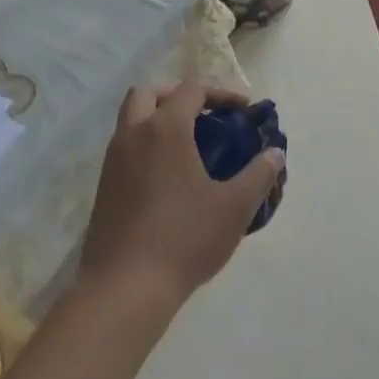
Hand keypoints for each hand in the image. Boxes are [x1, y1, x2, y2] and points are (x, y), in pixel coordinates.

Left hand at [80, 81, 282, 314]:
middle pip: (148, 93)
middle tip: (204, 114)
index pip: (191, 89)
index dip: (220, 93)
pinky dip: (146, 145)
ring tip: (190, 145)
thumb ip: (259, 174)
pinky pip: (125, 148)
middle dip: (177, 95)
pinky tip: (169, 177)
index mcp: (165, 129)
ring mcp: (112, 162)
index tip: (243, 110)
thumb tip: (275, 154)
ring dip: (158, 119)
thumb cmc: (184, 239)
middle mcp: (133, 136)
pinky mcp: (103, 188)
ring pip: (131, 120)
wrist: (124, 289)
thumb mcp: (234, 207)